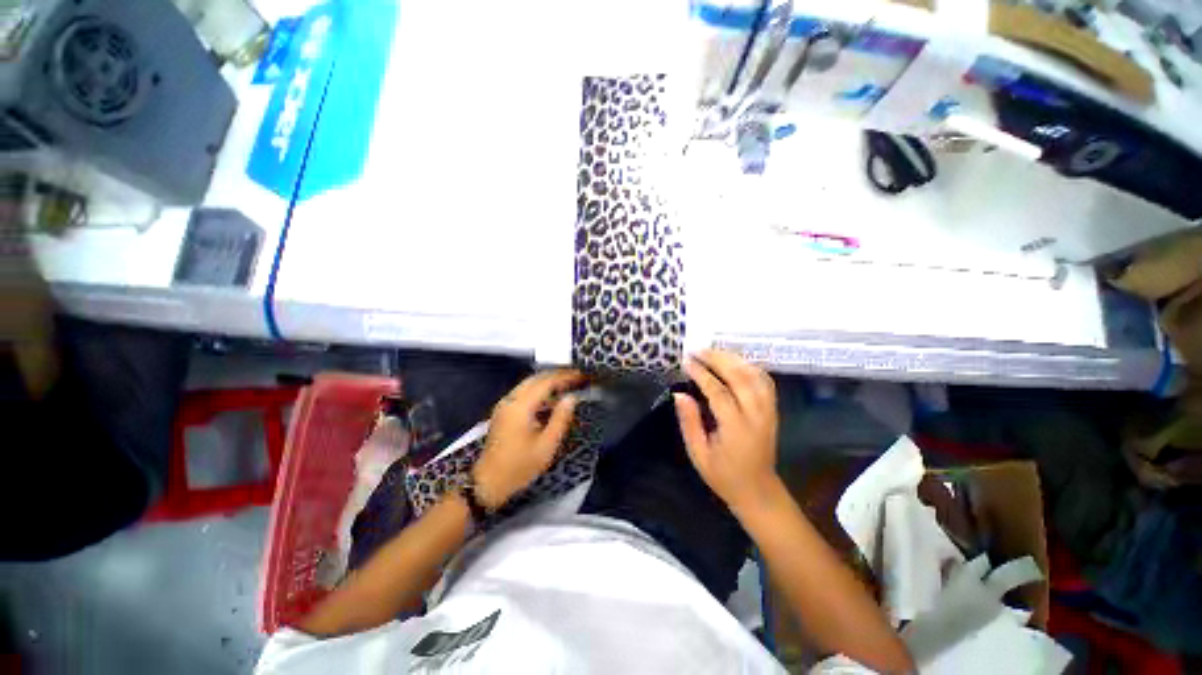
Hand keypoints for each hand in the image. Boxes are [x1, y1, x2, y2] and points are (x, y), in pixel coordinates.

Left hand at [472, 369, 584, 508]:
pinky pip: (523, 392)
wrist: (488, 483)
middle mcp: (510, 400)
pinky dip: (539, 390)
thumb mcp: (546, 446)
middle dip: (557, 375)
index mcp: (520, 406)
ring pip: (529, 384)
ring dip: (548, 381)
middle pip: (536, 378)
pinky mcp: (503, 412)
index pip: (546, 382)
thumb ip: (561, 418)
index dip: (565, 376)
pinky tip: (551, 398)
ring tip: (568, 384)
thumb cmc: (519, 467)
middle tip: (577, 377)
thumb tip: (571, 398)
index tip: (581, 375)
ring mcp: (504, 405)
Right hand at [674, 350, 779, 514]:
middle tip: (698, 350)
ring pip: (755, 375)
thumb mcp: (698, 454)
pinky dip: (749, 366)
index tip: (687, 361)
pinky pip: (764, 381)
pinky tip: (735, 362)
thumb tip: (679, 394)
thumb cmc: (724, 476)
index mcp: (737, 429)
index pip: (719, 392)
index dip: (702, 374)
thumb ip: (689, 422)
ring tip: (713, 352)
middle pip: (740, 377)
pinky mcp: (773, 410)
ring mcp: (768, 411)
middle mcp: (757, 415)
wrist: (758, 491)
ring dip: (734, 359)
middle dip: (718, 359)